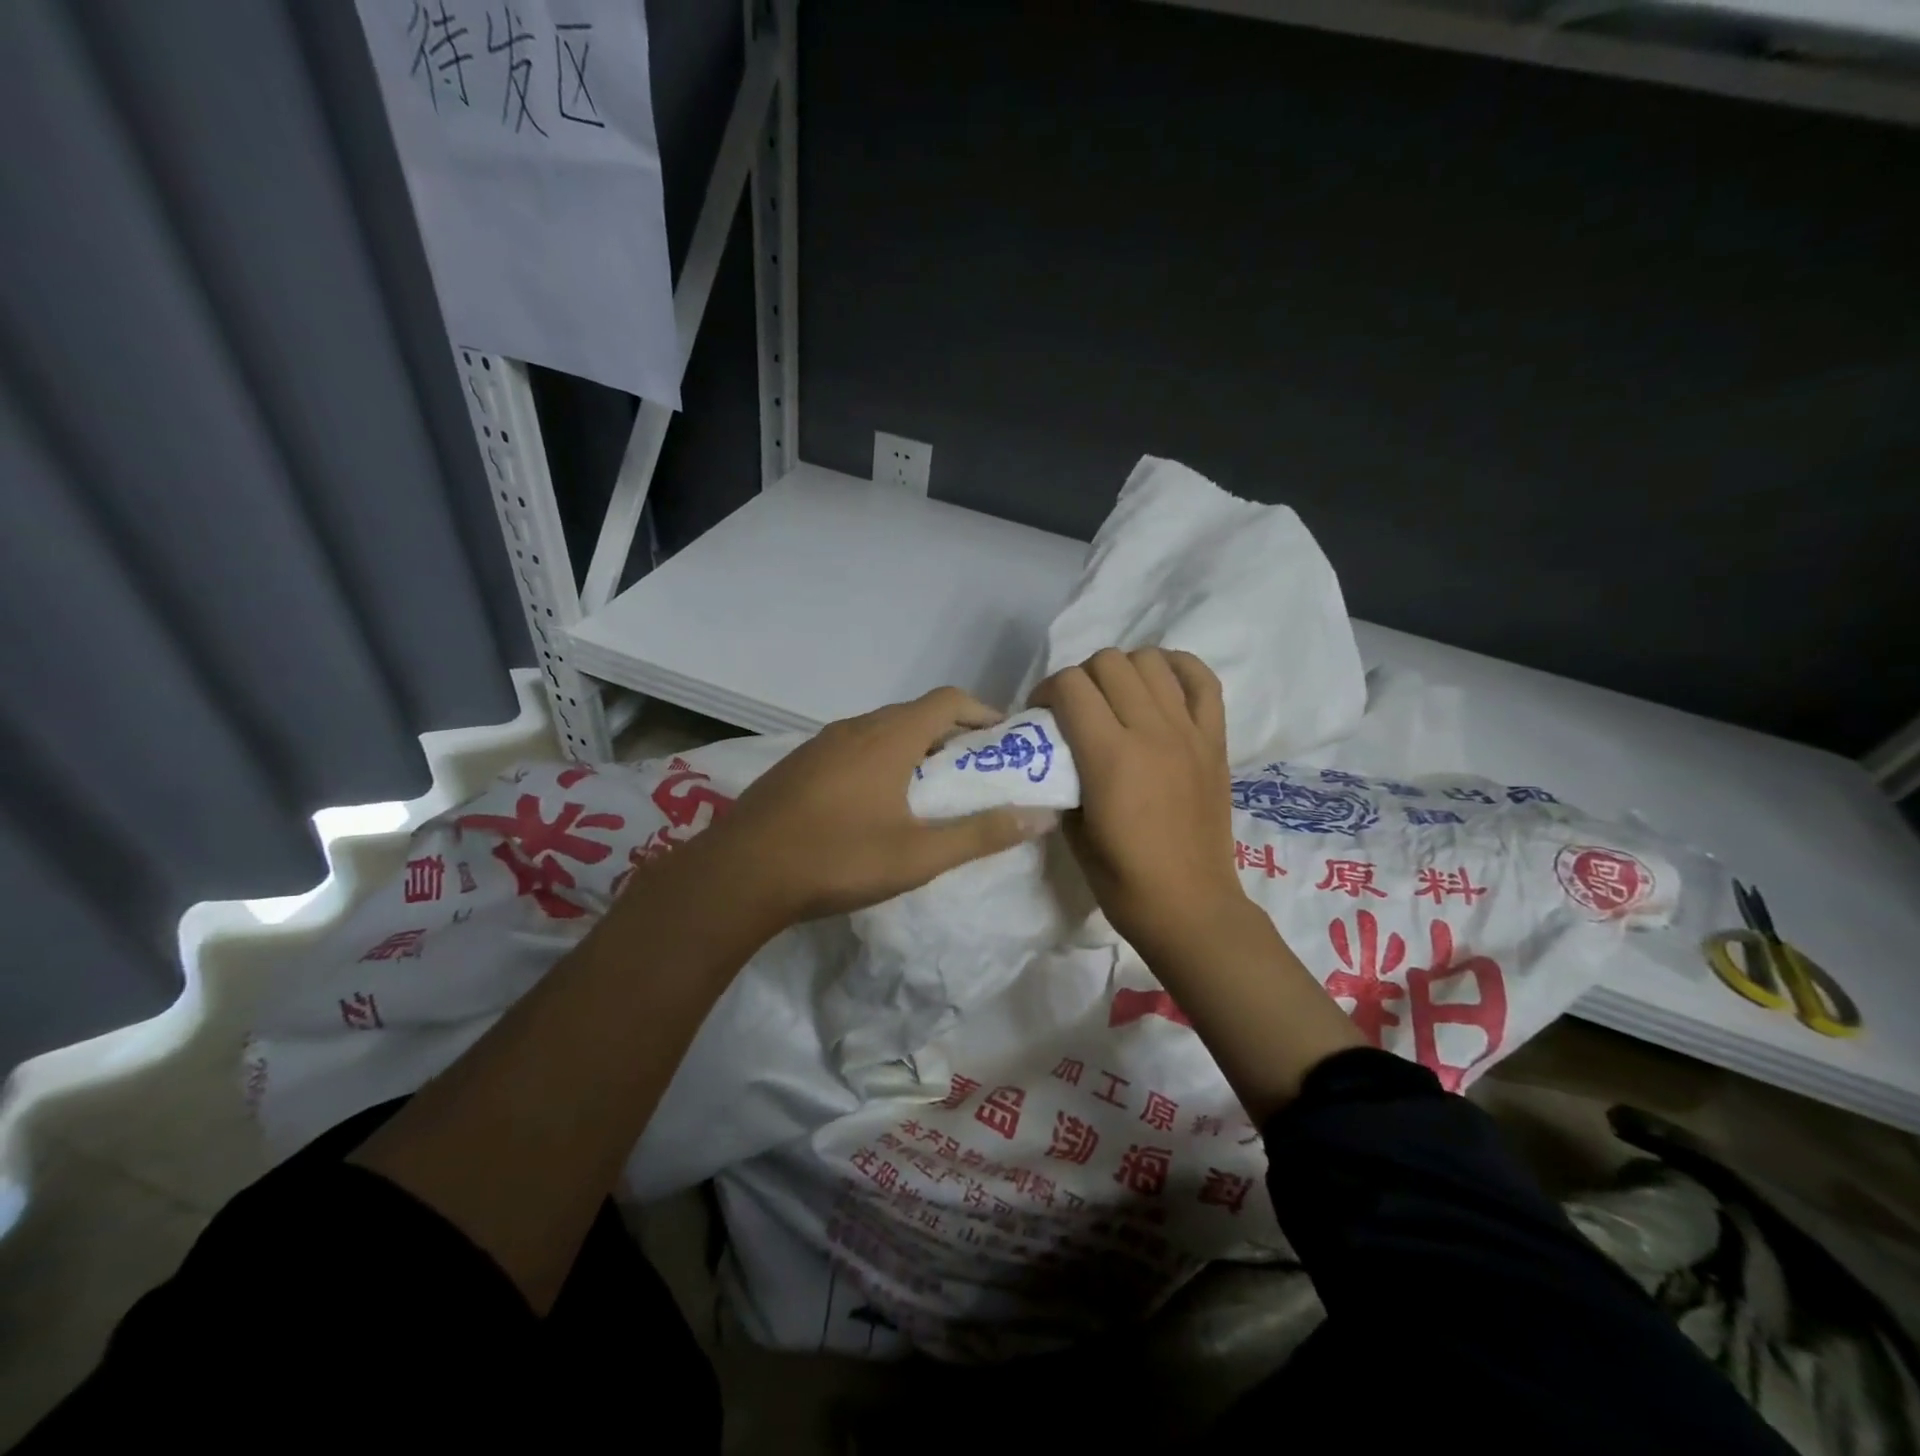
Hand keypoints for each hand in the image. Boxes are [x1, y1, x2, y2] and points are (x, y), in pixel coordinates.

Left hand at [688, 687, 1057, 927]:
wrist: (739, 874)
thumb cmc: (837, 859)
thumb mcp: (919, 855)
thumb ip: (981, 834)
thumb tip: (1039, 816)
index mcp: (888, 737)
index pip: (948, 700)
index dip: (982, 712)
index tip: (1004, 741)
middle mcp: (855, 728)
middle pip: (915, 713)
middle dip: (951, 734)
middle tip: (973, 772)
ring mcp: (820, 744)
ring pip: (880, 730)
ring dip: (913, 747)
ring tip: (929, 789)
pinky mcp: (798, 764)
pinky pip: (852, 747)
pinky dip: (880, 758)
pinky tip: (875, 802)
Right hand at [1030, 648, 1248, 958]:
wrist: (1189, 906)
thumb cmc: (1122, 880)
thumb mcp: (1071, 831)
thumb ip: (1062, 779)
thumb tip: (1057, 752)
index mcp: (1110, 757)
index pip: (1070, 685)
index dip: (1045, 692)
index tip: (1041, 716)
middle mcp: (1151, 732)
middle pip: (1108, 662)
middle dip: (1080, 678)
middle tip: (1076, 709)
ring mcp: (1188, 732)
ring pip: (1151, 661)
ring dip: (1124, 671)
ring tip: (1116, 698)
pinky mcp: (1215, 740)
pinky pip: (1204, 681)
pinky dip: (1179, 669)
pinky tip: (1160, 684)